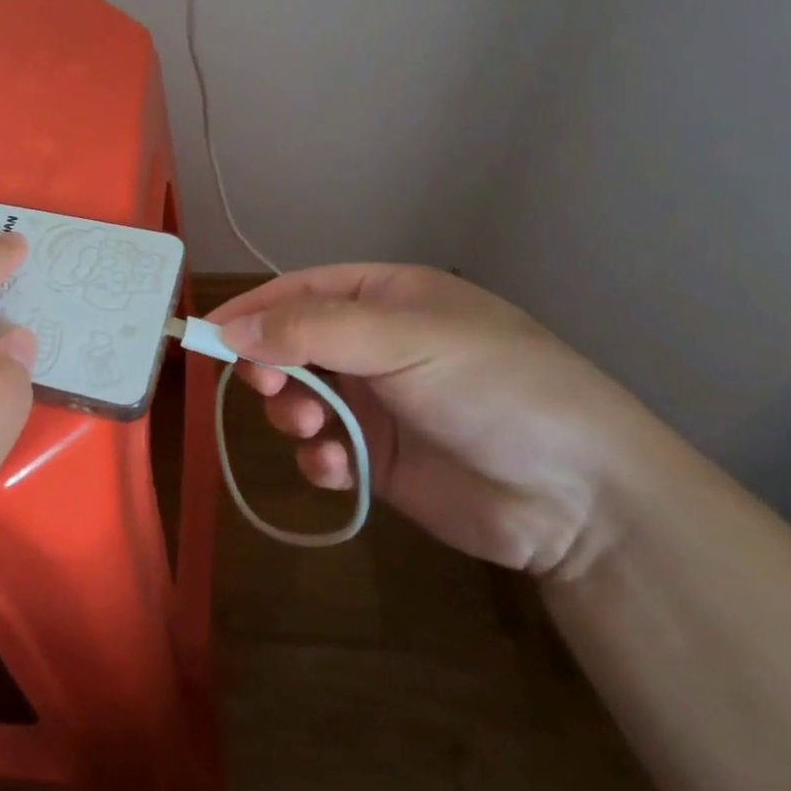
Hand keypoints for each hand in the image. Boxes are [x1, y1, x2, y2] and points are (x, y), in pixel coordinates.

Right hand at [208, 265, 675, 576]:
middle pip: (291, 344)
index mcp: (387, 299)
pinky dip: (320, 458)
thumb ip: (310, 329)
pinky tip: (340, 468)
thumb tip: (230, 328)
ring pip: (301, 397)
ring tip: (311, 430)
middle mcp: (376, 346)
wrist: (582, 498)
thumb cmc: (493, 388)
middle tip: (266, 387)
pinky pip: (324, 449)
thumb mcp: (403, 340)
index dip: (253, 309)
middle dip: (271, 365)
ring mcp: (378, 403)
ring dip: (293, 413)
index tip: (208, 336)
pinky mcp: (380, 458)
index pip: (300, 291)